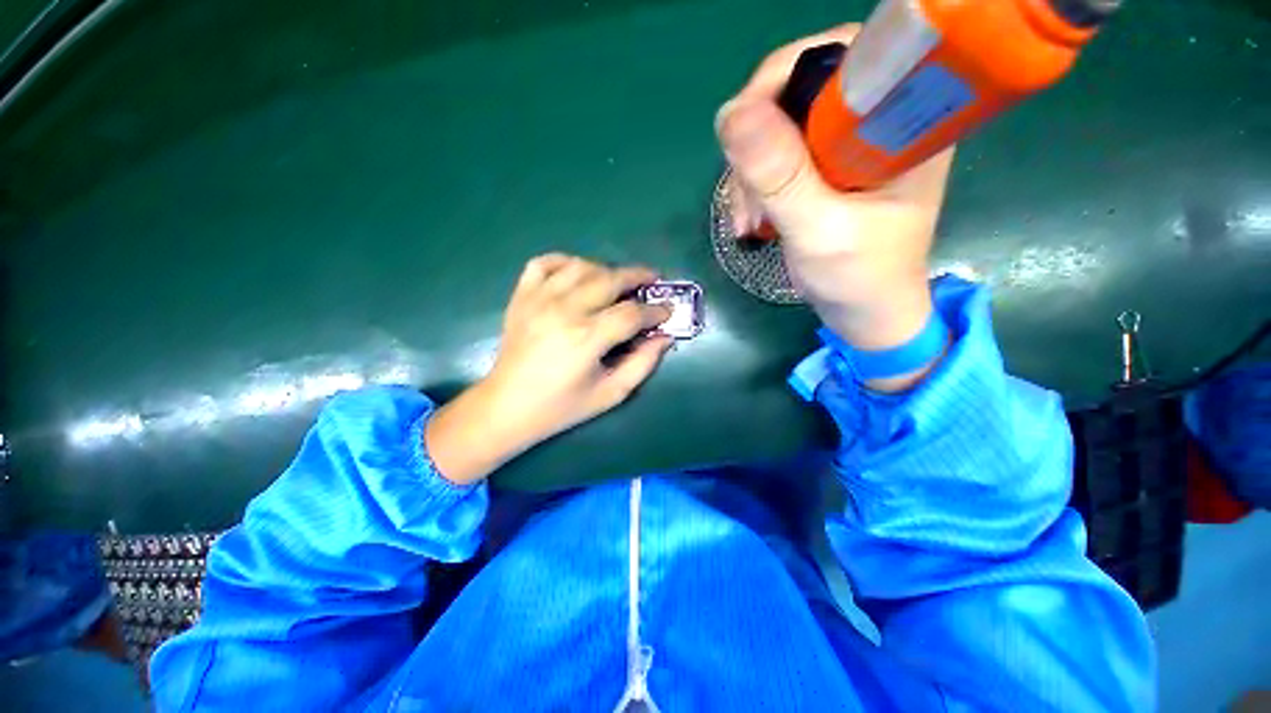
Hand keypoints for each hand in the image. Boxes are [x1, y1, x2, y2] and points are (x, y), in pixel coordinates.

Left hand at [426, 254, 672, 483]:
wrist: (506, 407)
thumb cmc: (561, 407)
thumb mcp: (610, 394)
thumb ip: (642, 364)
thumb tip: (664, 337)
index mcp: (586, 338)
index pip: (631, 313)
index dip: (655, 311)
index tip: (667, 312)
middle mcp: (563, 311)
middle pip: (610, 279)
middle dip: (638, 277)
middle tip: (652, 282)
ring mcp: (539, 299)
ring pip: (581, 266)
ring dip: (606, 270)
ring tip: (617, 283)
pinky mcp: (521, 296)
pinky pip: (544, 263)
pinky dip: (564, 262)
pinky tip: (577, 273)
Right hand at [715, 24, 953, 360]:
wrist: (865, 313)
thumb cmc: (859, 278)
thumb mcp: (819, 230)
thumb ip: (781, 176)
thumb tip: (731, 113)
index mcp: (902, 118)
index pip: (840, 53)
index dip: (783, 80)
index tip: (746, 136)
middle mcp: (877, 119)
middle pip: (799, 89)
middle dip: (758, 141)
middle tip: (747, 196)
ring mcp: (847, 144)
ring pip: (778, 126)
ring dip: (751, 172)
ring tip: (749, 222)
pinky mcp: (825, 168)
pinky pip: (776, 155)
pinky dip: (754, 185)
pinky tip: (753, 218)